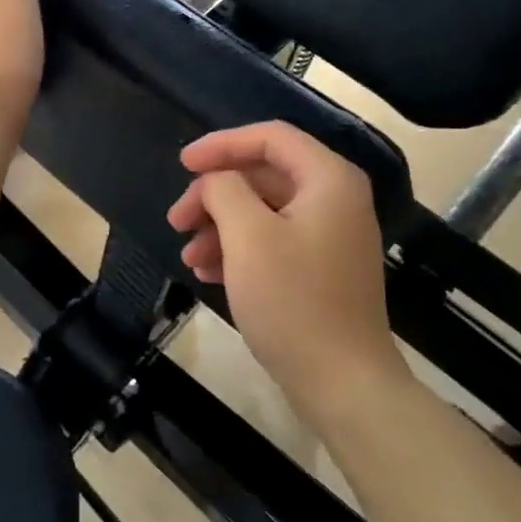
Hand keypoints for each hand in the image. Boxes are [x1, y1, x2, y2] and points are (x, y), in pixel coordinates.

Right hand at [167, 122, 406, 405]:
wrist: (343, 383)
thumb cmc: (294, 300)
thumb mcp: (248, 235)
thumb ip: (224, 189)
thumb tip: (216, 182)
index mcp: (328, 179)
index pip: (270, 137)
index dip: (222, 144)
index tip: (183, 163)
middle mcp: (335, 199)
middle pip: (263, 175)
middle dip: (214, 194)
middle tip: (176, 219)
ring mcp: (330, 236)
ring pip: (263, 210)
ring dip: (220, 225)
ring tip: (188, 255)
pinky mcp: (320, 268)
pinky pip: (272, 240)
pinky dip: (237, 249)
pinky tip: (206, 272)